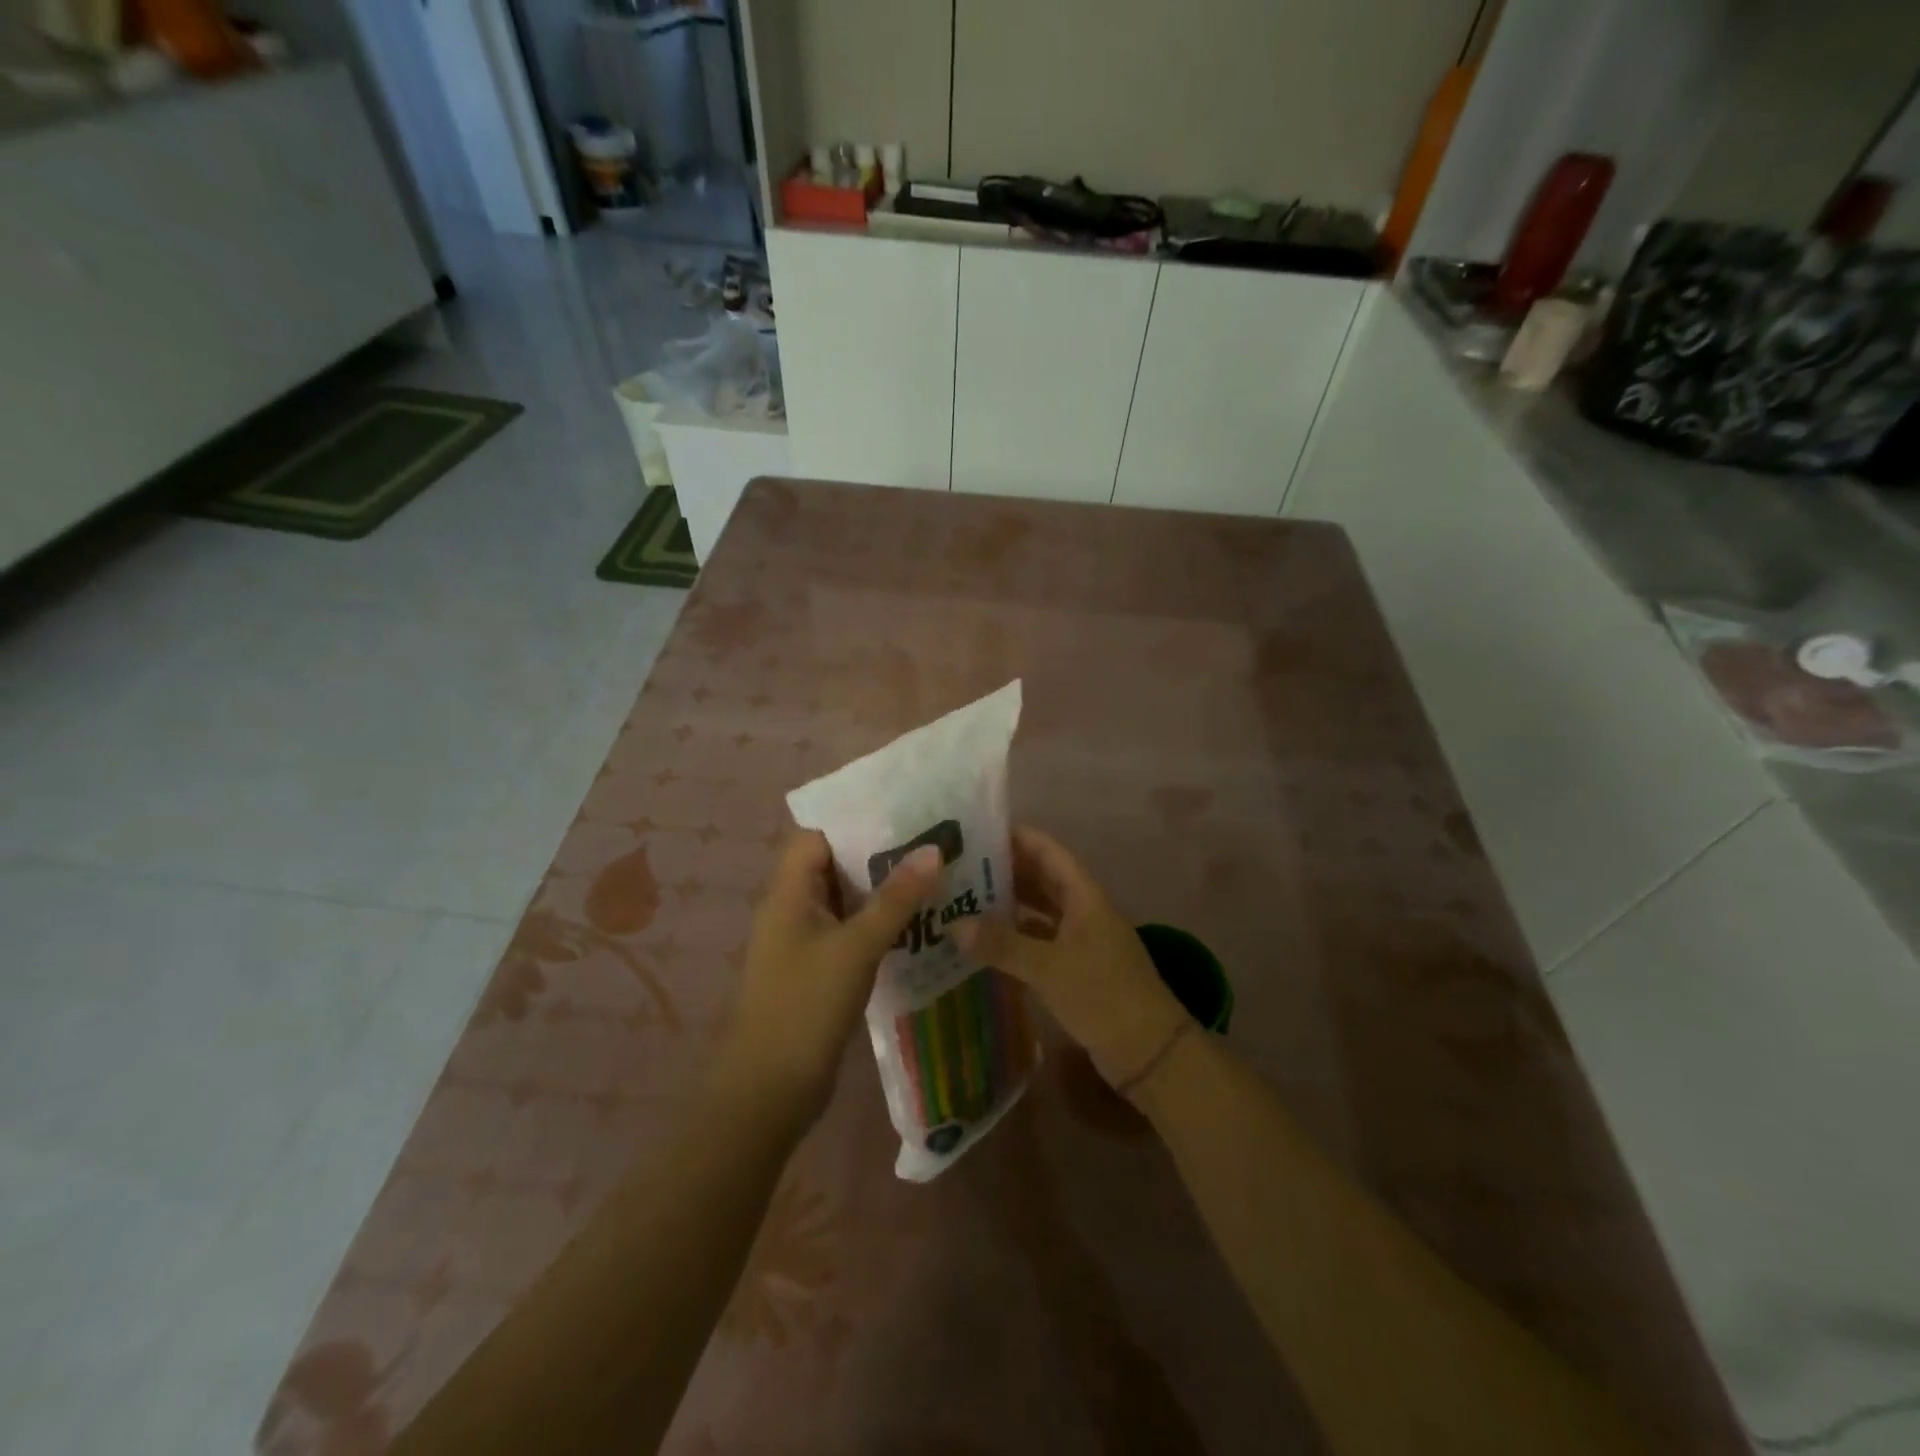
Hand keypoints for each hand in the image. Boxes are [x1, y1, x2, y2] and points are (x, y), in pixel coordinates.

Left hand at [719, 829, 942, 1126]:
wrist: (768, 1092)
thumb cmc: (805, 1007)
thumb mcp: (855, 947)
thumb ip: (895, 898)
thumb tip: (933, 850)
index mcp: (788, 892)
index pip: (817, 834)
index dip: (854, 817)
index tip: (902, 808)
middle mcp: (792, 908)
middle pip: (834, 863)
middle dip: (878, 850)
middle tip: (931, 837)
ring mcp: (804, 941)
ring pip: (845, 898)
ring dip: (882, 887)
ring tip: (933, 871)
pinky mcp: (818, 969)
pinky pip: (850, 930)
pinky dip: (878, 921)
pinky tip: (918, 921)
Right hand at [957, 828, 1187, 1092]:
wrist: (1150, 1052)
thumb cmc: (1103, 996)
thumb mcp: (1049, 968)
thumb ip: (1002, 945)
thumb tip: (955, 925)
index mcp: (1084, 897)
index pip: (1048, 852)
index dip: (1018, 838)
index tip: (979, 831)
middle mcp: (1083, 911)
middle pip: (1042, 880)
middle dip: (1006, 871)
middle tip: (961, 868)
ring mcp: (1082, 941)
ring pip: (1040, 912)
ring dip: (1009, 906)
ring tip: (966, 901)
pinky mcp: (1077, 969)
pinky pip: (1041, 943)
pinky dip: (1017, 940)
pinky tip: (987, 945)